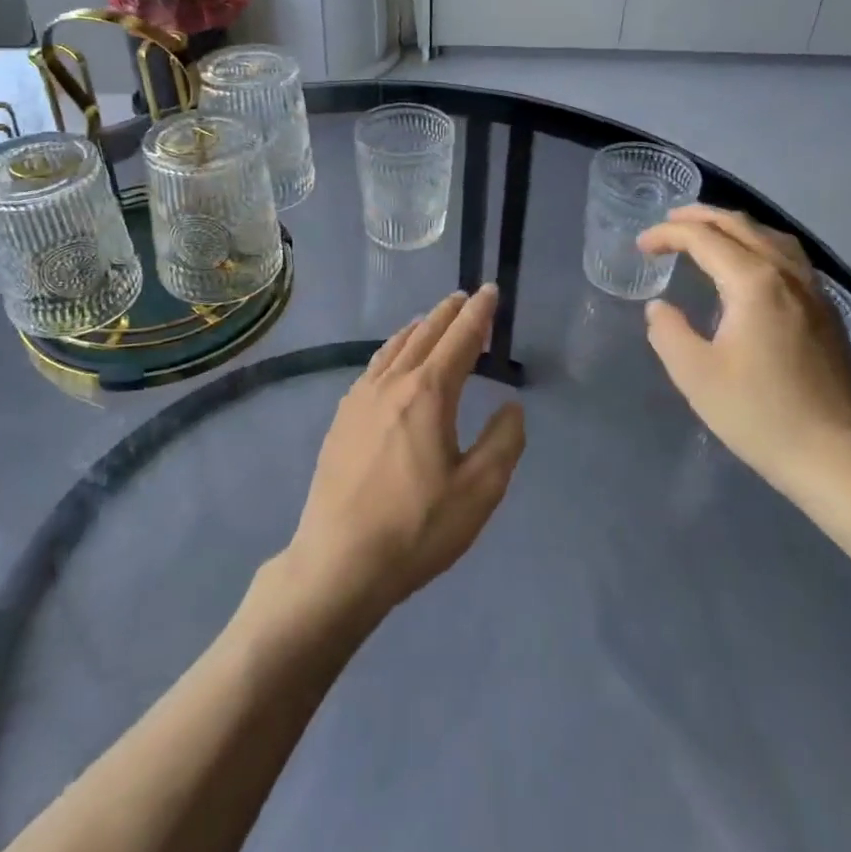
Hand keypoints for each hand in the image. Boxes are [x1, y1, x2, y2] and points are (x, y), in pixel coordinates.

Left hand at [283, 286, 525, 623]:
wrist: (339, 561)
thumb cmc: (417, 528)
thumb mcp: (479, 491)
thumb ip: (503, 442)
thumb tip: (510, 406)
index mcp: (429, 393)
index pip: (461, 339)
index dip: (479, 313)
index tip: (490, 291)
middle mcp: (392, 383)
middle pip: (425, 334)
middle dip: (449, 313)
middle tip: (466, 298)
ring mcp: (360, 398)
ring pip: (394, 346)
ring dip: (420, 328)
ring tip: (432, 320)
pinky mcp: (342, 418)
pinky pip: (373, 366)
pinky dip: (393, 349)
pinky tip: (393, 361)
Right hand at [637, 206, 850, 498]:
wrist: (839, 459)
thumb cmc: (760, 416)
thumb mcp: (696, 375)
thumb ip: (668, 332)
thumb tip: (659, 307)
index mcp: (754, 282)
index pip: (703, 239)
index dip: (667, 235)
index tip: (641, 245)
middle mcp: (787, 274)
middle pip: (741, 226)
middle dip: (700, 217)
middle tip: (668, 222)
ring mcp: (815, 291)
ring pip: (771, 236)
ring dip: (733, 226)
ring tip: (706, 233)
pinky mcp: (827, 312)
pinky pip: (789, 257)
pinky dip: (759, 244)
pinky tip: (750, 266)